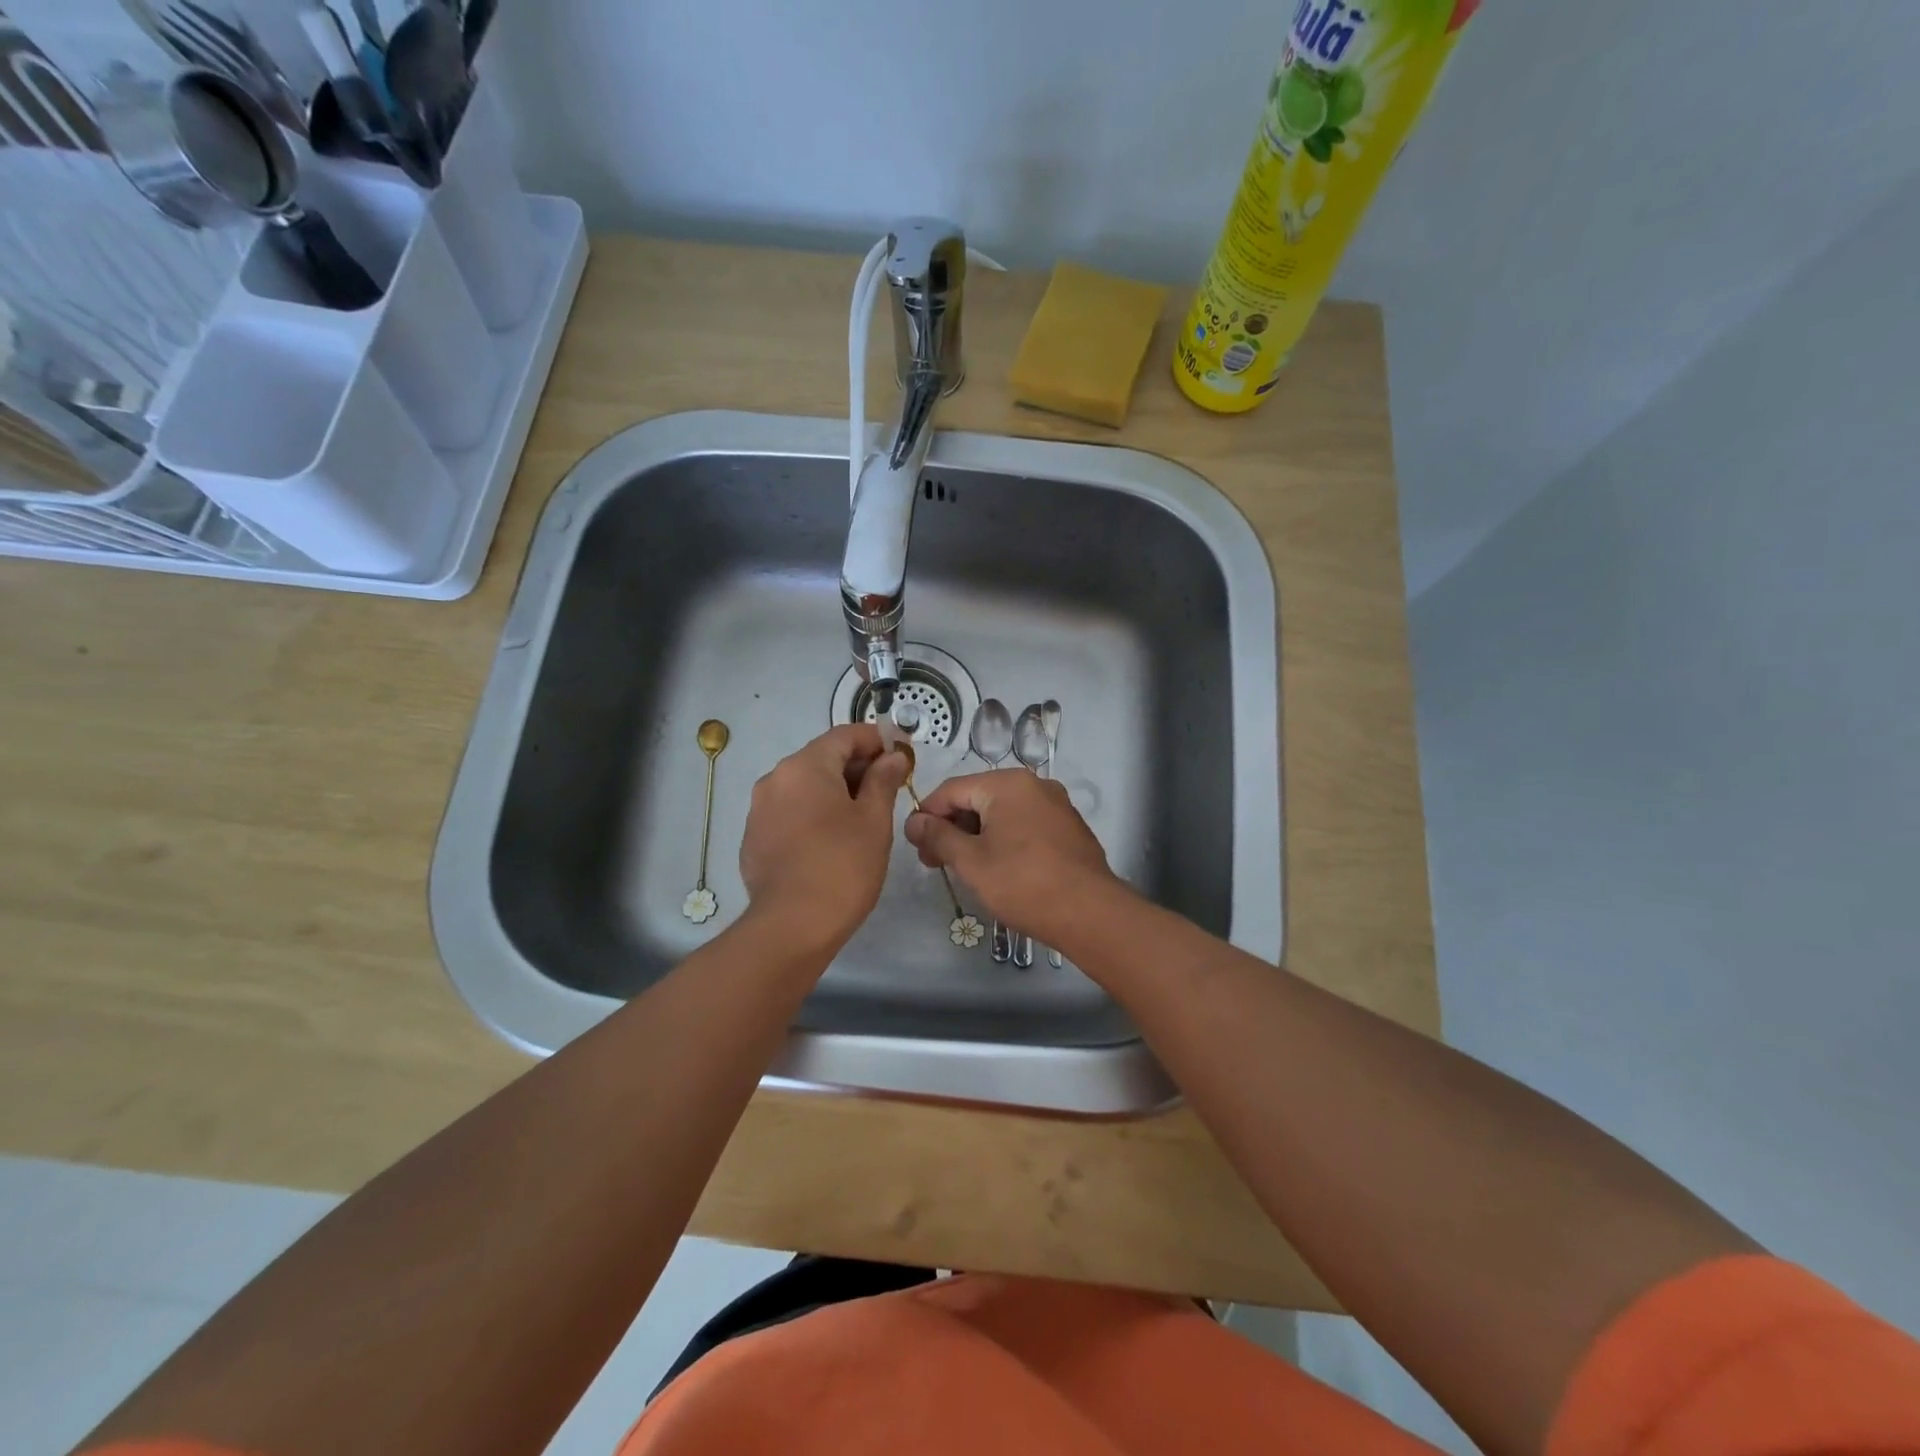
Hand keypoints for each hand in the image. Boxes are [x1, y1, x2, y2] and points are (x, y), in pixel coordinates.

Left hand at [739, 724, 908, 952]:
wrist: (792, 926)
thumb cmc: (842, 865)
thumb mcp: (874, 820)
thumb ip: (883, 780)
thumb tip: (893, 757)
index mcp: (805, 766)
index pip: (845, 735)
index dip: (876, 739)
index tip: (901, 754)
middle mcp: (775, 779)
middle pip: (822, 758)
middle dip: (857, 767)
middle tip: (889, 788)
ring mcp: (759, 810)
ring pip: (804, 787)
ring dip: (835, 791)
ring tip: (864, 817)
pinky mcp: (754, 839)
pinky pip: (789, 812)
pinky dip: (813, 814)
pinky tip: (832, 841)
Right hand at [905, 769, 1129, 947]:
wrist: (1090, 913)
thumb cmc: (1023, 884)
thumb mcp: (970, 861)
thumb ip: (938, 836)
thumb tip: (914, 821)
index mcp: (1007, 783)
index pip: (951, 789)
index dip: (927, 815)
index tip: (916, 847)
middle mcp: (1033, 784)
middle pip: (977, 798)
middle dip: (952, 827)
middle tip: (936, 862)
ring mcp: (1056, 804)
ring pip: (1002, 812)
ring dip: (976, 835)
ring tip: (965, 869)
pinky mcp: (1068, 827)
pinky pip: (1025, 824)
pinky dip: (1004, 839)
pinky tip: (998, 868)